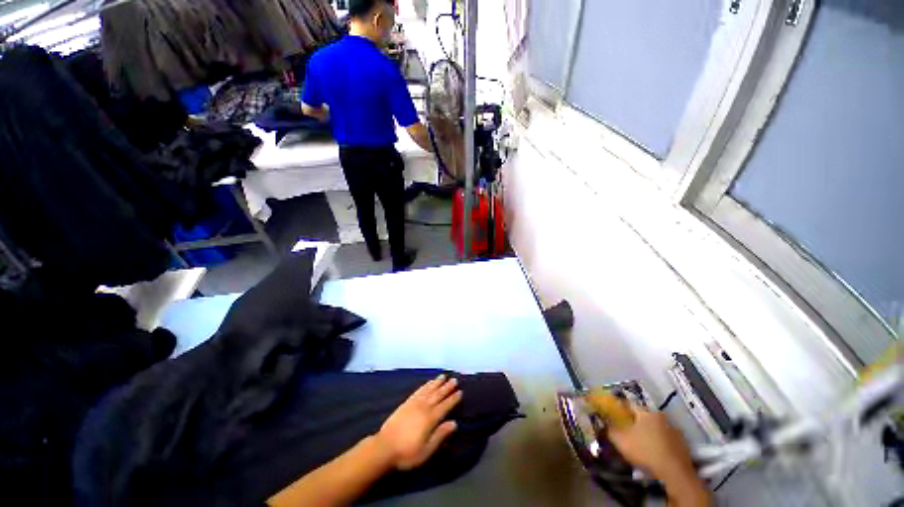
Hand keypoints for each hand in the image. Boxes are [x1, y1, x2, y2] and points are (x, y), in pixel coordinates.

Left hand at [374, 375, 462, 469]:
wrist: (384, 447)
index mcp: (430, 418)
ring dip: (437, 383)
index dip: (453, 399)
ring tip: (443, 376)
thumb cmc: (407, 453)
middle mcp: (424, 407)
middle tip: (454, 380)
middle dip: (447, 387)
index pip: (445, 406)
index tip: (460, 391)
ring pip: (428, 390)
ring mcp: (414, 403)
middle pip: (438, 395)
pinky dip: (425, 385)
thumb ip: (440, 435)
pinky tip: (428, 383)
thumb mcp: (426, 450)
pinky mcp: (406, 403)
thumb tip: (454, 423)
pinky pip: (418, 391)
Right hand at [608, 408, 710, 505]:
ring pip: (655, 427)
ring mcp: (674, 429)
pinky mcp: (682, 444)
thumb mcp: (620, 440)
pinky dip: (658, 442)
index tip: (612, 413)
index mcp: (646, 411)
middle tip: (625, 430)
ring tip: (639, 443)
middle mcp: (661, 416)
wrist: (675, 473)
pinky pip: (665, 439)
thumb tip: (602, 423)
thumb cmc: (646, 450)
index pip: (628, 403)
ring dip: (647, 432)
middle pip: (643, 415)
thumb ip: (609, 429)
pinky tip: (653, 451)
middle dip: (633, 421)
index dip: (618, 407)